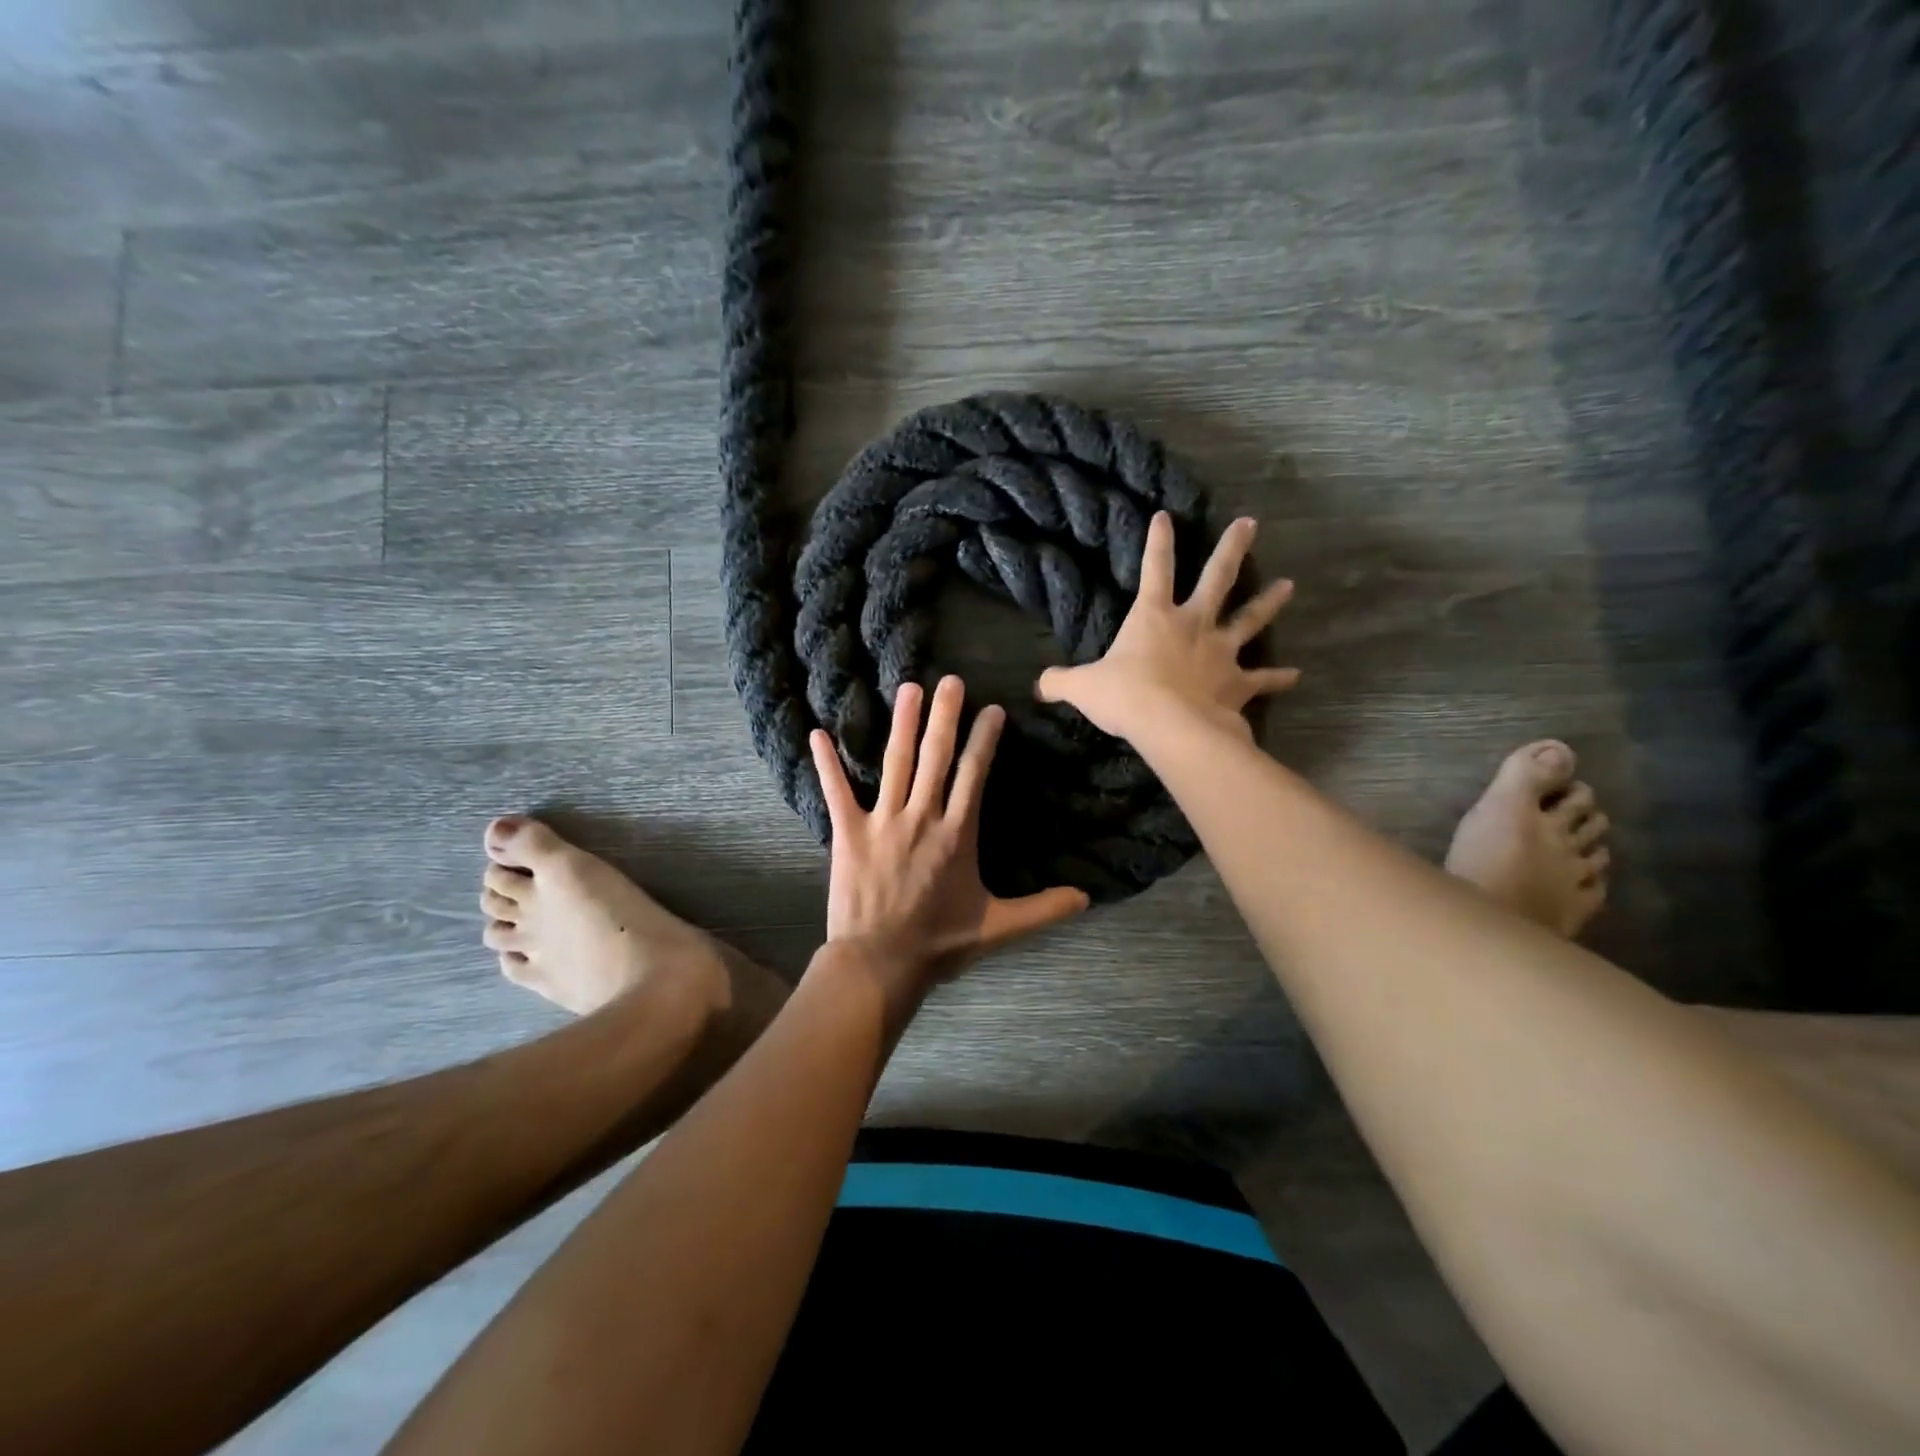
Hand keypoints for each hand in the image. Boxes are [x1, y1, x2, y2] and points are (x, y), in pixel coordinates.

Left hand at [809, 676, 1089, 1009]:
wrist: (880, 963)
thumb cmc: (939, 943)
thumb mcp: (998, 927)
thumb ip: (1042, 909)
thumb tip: (1087, 899)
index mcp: (957, 835)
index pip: (974, 776)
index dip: (984, 740)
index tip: (992, 709)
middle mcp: (922, 818)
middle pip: (936, 758)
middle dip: (945, 717)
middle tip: (950, 681)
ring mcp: (883, 822)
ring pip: (895, 763)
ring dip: (903, 724)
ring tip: (909, 688)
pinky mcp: (848, 833)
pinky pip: (836, 791)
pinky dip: (827, 763)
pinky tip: (818, 733)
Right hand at [1037, 512, 1298, 743]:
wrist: (1169, 726)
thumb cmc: (1125, 696)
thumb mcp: (1081, 687)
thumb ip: (1059, 682)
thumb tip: (1038, 686)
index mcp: (1154, 616)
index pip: (1155, 568)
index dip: (1158, 541)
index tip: (1165, 515)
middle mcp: (1193, 624)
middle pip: (1218, 578)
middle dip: (1232, 549)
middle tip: (1251, 523)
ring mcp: (1220, 652)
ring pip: (1249, 619)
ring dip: (1269, 603)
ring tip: (1289, 586)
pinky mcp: (1237, 683)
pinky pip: (1262, 678)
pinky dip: (1278, 677)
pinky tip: (1295, 675)